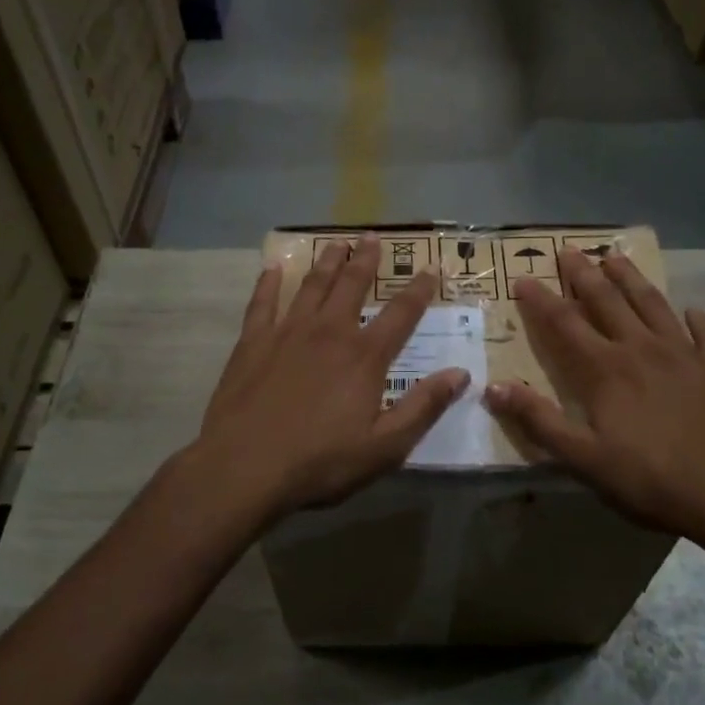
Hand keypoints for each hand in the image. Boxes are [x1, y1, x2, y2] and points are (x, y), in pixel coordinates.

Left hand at [189, 234, 469, 517]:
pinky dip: (269, 283)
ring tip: (335, 242)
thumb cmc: (320, 462)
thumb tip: (460, 374)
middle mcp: (329, 332)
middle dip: (365, 259)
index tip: (431, 268)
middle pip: (351, 285)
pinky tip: (272, 268)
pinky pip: (263, 303)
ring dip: (326, 261)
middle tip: (372, 237)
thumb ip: (423, 407)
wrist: (244, 467)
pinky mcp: (252, 342)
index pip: (401, 314)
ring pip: (311, 285)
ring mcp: (287, 333)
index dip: (419, 290)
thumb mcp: (385, 446)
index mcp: (364, 356)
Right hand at [484, 249, 704, 543]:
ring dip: (631, 279)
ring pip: (653, 304)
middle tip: (569, 250)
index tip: (522, 279)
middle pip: (608, 300)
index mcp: (606, 369)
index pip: (565, 323)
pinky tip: (693, 310)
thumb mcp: (584, 459)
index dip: (541, 299)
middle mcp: (642, 348)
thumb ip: (539, 420)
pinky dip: (697, 318)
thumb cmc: (650, 480)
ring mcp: (686, 354)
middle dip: (584, 274)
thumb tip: (493, 387)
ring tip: (616, 257)